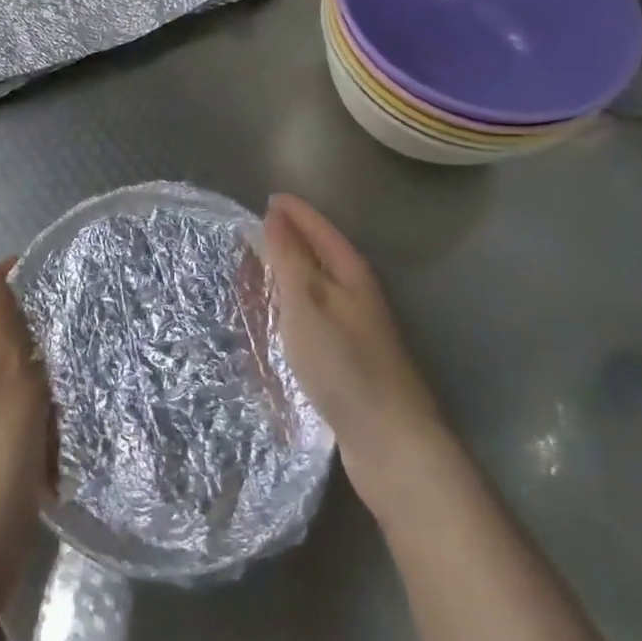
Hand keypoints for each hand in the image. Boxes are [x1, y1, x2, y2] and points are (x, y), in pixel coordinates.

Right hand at [263, 194, 449, 518]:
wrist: (390, 442)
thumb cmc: (344, 363)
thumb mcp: (307, 302)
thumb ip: (290, 257)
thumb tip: (277, 214)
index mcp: (351, 273)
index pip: (320, 228)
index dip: (295, 212)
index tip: (268, 198)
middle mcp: (356, 295)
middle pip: (319, 256)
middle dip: (288, 242)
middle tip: (251, 236)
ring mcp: (355, 330)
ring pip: (314, 289)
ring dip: (287, 277)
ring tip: (255, 274)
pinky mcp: (349, 361)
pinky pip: (312, 319)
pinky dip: (291, 310)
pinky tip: (276, 323)